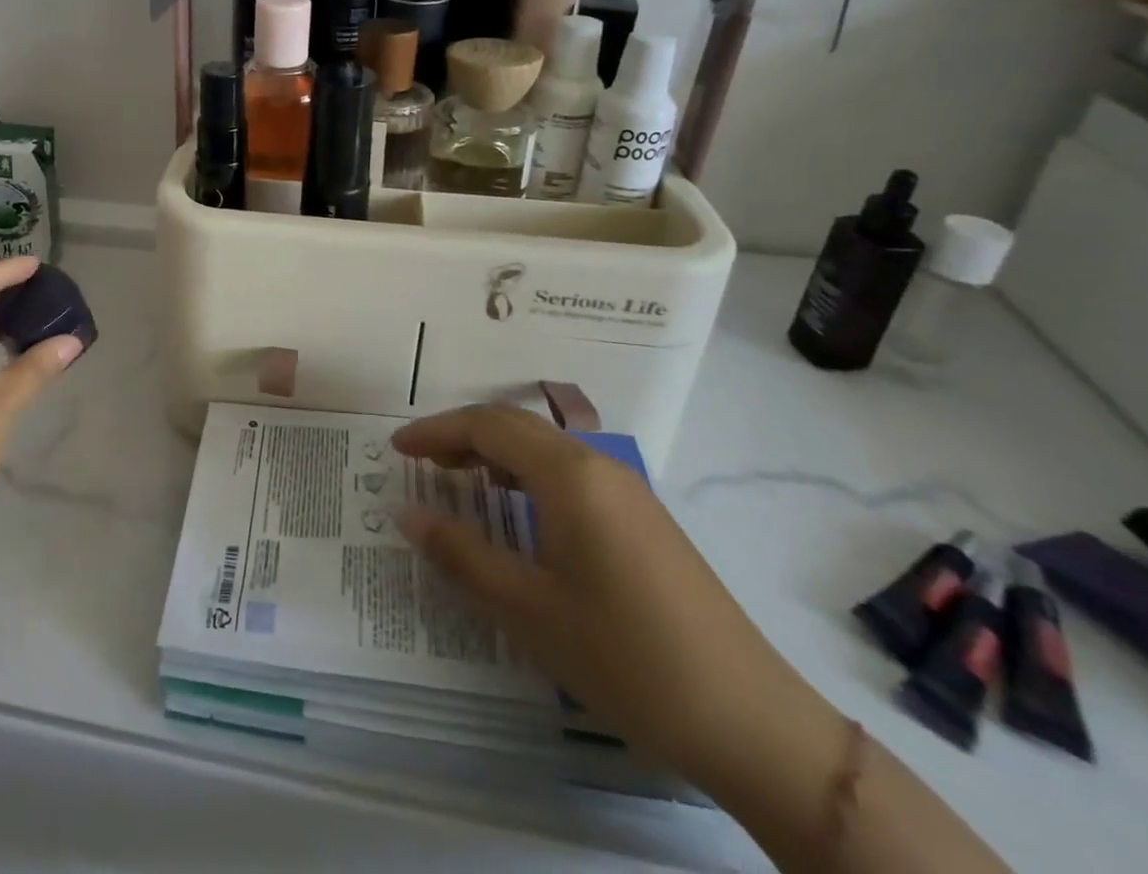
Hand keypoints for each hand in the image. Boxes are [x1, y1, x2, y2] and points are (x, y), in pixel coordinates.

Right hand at [392, 405, 845, 790]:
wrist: (751, 721)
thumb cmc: (626, 657)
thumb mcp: (529, 610)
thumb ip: (462, 554)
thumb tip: (406, 513)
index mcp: (569, 476)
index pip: (487, 426)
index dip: (436, 431)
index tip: (396, 449)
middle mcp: (598, 467)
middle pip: (516, 426)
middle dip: (461, 436)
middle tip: (420, 463)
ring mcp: (627, 491)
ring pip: (544, 448)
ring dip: (495, 454)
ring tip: (457, 482)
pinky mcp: (643, 519)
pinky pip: (569, 474)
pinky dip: (527, 476)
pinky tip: (516, 512)